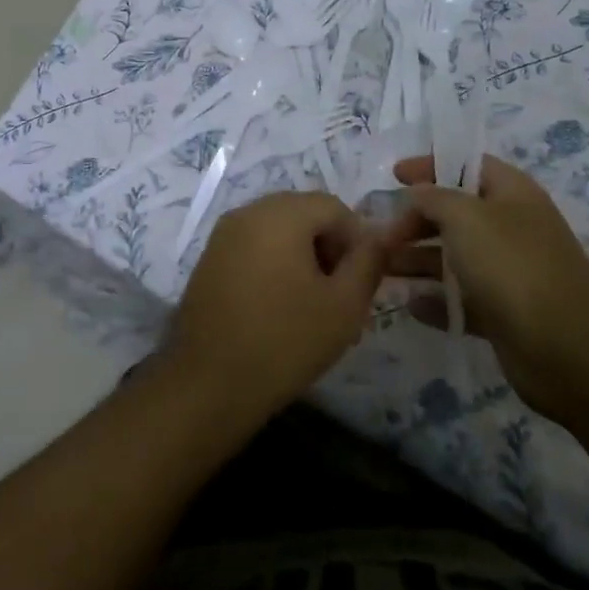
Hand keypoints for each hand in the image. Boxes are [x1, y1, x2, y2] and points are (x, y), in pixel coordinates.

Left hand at [164, 191, 385, 424]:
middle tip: (339, 292)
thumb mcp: (344, 305)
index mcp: (281, 214)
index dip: (356, 239)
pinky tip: (278, 305)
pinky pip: (253, 245)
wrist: (209, 383)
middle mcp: (248, 211)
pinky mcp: (208, 258)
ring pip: (277, 229)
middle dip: (328, 245)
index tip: (361, 281)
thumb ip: (368, 262)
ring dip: (302, 254)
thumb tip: (379, 237)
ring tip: (311, 303)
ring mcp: (223, 233)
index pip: (333, 206)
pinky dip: (273, 262)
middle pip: (303, 212)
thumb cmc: (285, 341)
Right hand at [387, 154, 588, 420]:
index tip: (394, 175)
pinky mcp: (504, 313)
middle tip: (381, 236)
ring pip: (454, 258)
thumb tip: (417, 194)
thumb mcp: (465, 217)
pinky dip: (436, 300)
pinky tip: (410, 305)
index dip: (430, 165)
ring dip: (417, 261)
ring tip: (382, 269)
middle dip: (415, 220)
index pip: (467, 165)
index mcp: (511, 194)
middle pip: (455, 214)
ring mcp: (509, 272)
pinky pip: (462, 299)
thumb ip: (433, 198)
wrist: (569, 349)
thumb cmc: (513, 266)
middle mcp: (511, 228)